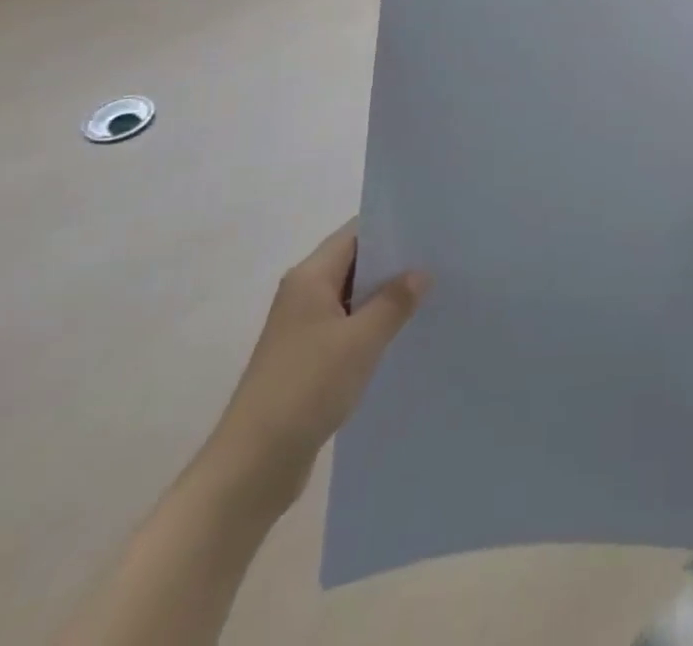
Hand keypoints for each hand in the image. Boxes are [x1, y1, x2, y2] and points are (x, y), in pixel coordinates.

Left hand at [203, 221, 430, 514]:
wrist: (252, 466)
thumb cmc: (306, 388)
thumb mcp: (361, 340)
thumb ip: (394, 301)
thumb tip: (421, 273)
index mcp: (310, 277)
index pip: (356, 233)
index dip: (392, 227)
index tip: (430, 229)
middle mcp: (303, 294)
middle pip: (355, 262)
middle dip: (394, 263)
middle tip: (440, 260)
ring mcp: (303, 328)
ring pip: (353, 297)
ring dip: (385, 297)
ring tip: (431, 294)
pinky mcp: (307, 359)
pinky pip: (347, 327)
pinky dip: (372, 325)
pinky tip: (403, 334)